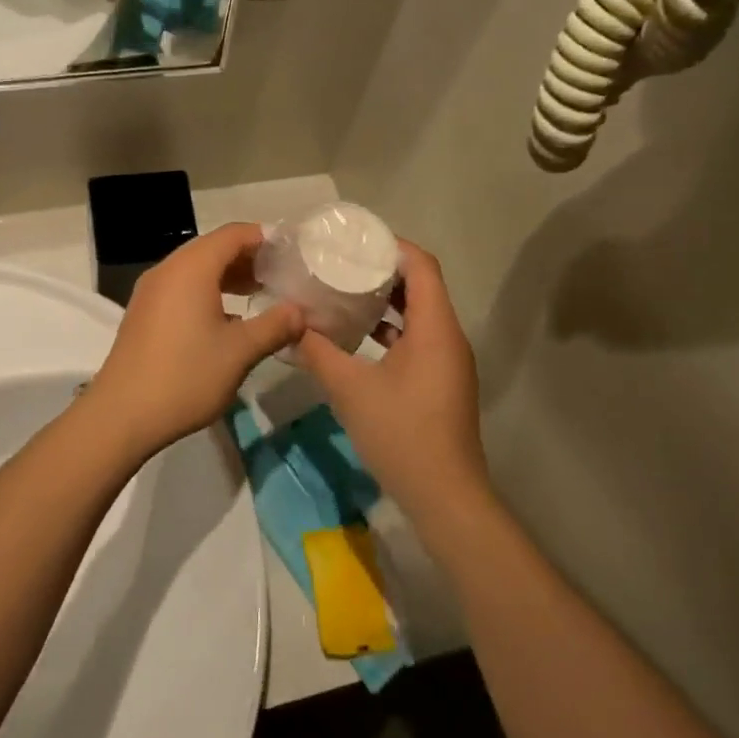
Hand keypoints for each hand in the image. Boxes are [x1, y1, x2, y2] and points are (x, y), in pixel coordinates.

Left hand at [84, 223, 303, 456]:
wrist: (121, 415)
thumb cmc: (185, 376)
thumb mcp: (240, 352)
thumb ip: (274, 326)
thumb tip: (300, 312)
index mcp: (192, 268)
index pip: (234, 234)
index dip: (265, 238)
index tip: (292, 253)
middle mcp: (168, 270)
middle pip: (213, 247)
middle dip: (249, 257)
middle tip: (281, 275)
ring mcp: (151, 291)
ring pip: (196, 268)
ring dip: (228, 275)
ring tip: (259, 293)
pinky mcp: (144, 312)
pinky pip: (182, 287)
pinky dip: (208, 290)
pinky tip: (227, 318)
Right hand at [297, 243, 489, 534]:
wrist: (445, 496)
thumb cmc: (401, 433)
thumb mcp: (349, 388)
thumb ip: (317, 351)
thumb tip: (290, 323)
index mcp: (435, 326)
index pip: (421, 265)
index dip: (390, 246)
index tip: (354, 241)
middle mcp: (448, 336)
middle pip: (421, 285)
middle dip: (383, 271)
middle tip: (342, 263)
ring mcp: (448, 361)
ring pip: (419, 314)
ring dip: (386, 301)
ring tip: (345, 292)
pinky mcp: (442, 381)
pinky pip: (419, 338)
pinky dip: (392, 329)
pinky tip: (358, 337)